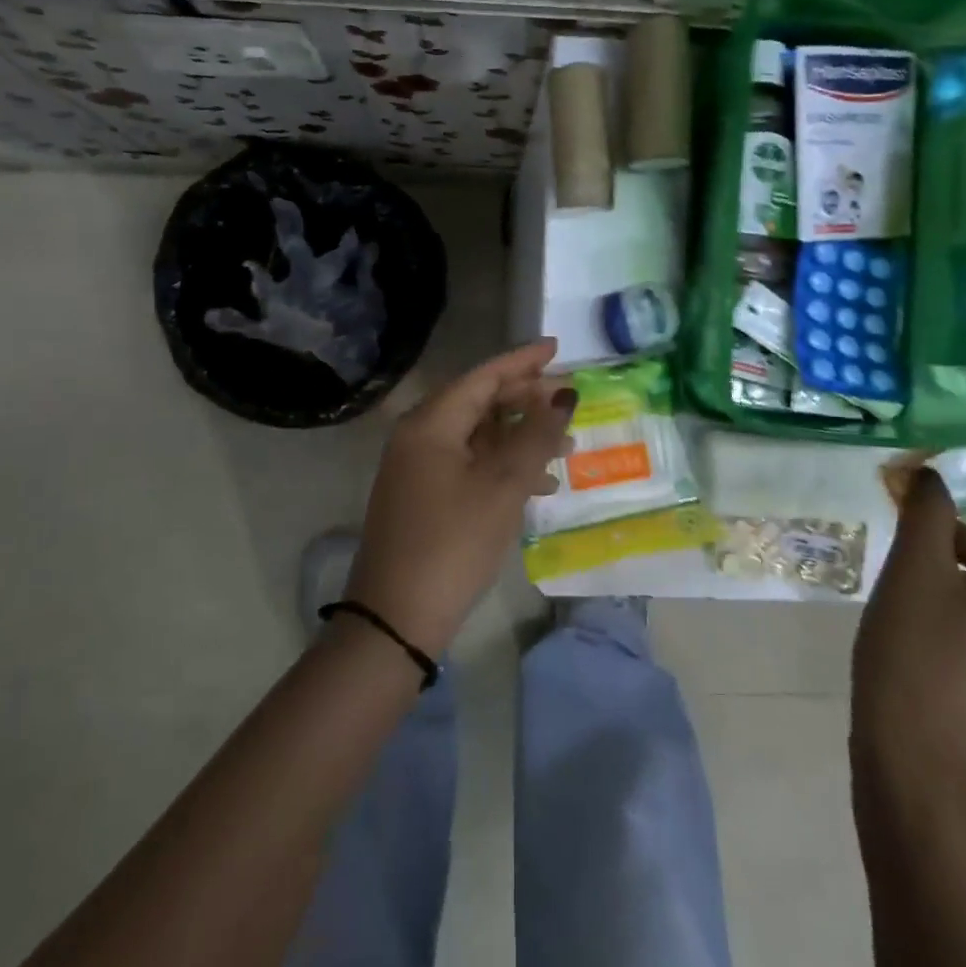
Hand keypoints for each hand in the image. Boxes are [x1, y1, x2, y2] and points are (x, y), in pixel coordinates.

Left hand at [344, 339, 575, 656]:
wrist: (397, 618)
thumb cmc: (453, 543)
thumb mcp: (503, 486)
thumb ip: (536, 436)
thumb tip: (563, 395)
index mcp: (431, 423)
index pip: (483, 376)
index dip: (523, 361)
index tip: (557, 347)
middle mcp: (419, 436)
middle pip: (479, 402)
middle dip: (526, 401)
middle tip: (568, 403)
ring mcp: (418, 467)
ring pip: (478, 436)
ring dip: (520, 437)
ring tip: (566, 447)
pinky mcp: (423, 496)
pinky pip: (469, 463)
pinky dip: (503, 465)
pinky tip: (538, 485)